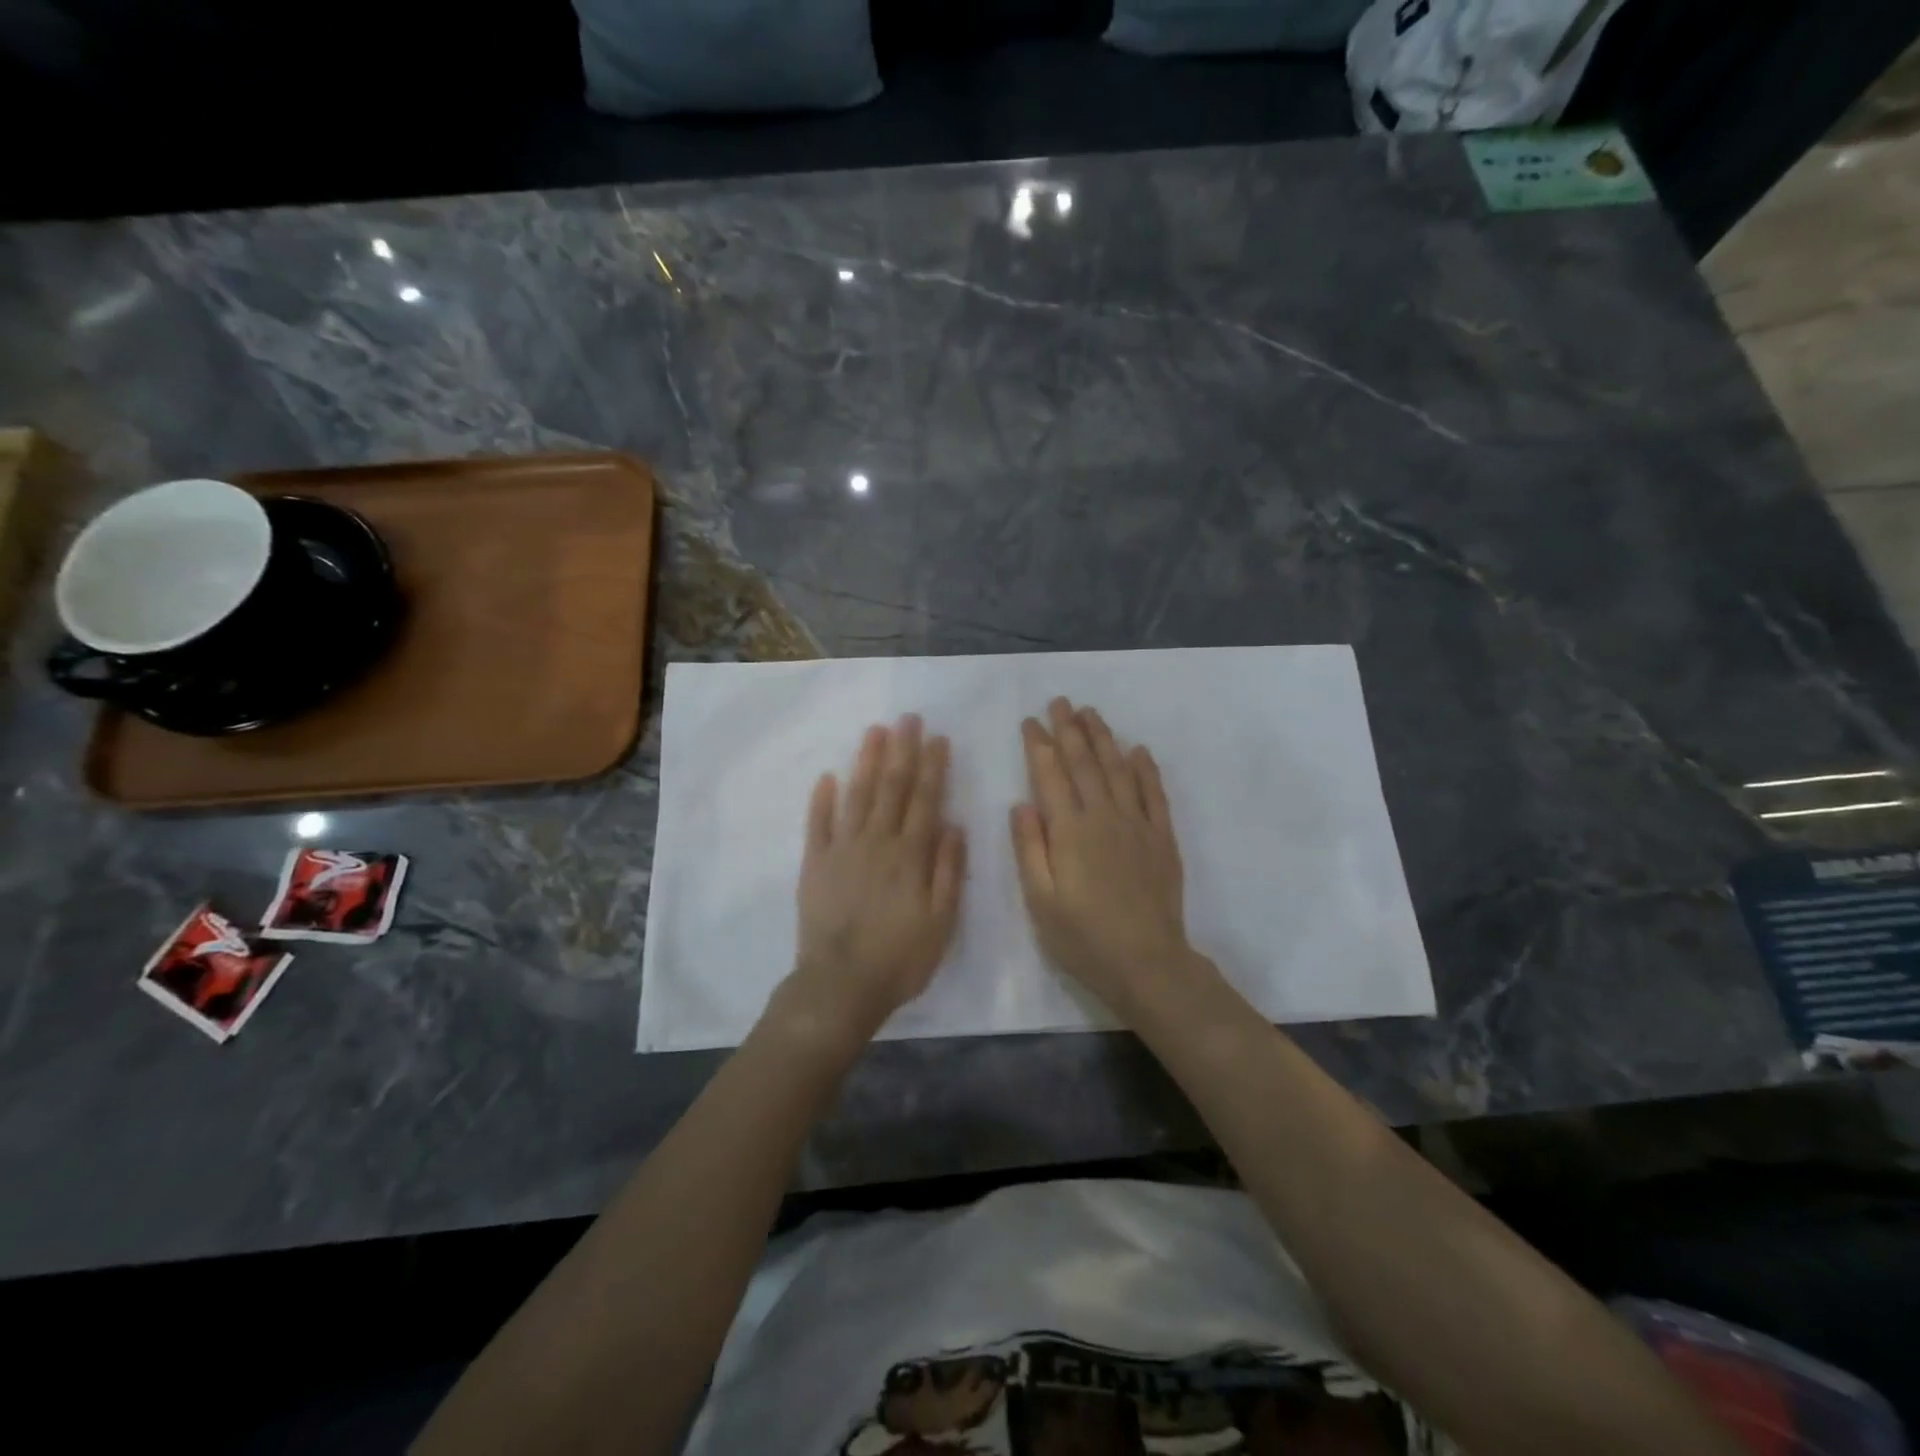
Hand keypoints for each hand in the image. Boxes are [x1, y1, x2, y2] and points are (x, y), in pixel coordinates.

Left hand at [785, 715, 965, 1043]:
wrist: (841, 985)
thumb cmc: (900, 957)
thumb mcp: (941, 921)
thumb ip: (948, 871)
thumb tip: (955, 824)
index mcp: (910, 855)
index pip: (925, 800)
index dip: (933, 767)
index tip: (938, 737)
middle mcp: (877, 842)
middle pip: (892, 788)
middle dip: (902, 750)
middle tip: (908, 718)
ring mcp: (842, 850)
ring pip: (857, 796)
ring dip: (867, 762)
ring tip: (875, 731)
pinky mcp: (815, 864)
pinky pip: (818, 824)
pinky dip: (823, 799)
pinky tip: (828, 776)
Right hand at [1011, 698, 1194, 1014]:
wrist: (1147, 962)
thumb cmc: (1083, 937)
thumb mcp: (1041, 900)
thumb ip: (1030, 849)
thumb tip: (1021, 804)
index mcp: (1070, 831)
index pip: (1050, 775)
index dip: (1039, 745)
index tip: (1031, 721)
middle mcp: (1103, 817)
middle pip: (1085, 763)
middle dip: (1070, 730)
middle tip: (1060, 702)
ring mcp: (1137, 824)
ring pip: (1118, 769)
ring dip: (1104, 738)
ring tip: (1091, 713)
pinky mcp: (1162, 837)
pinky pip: (1155, 793)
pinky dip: (1146, 769)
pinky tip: (1139, 750)